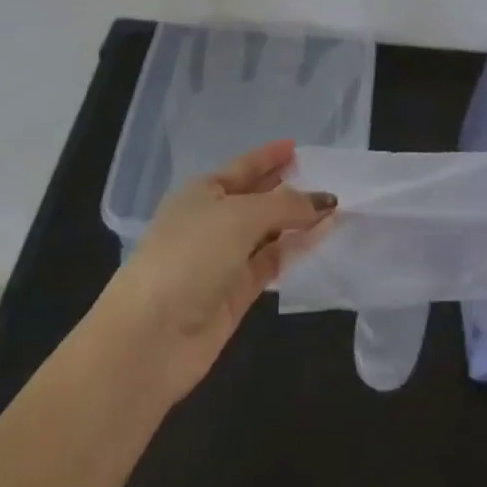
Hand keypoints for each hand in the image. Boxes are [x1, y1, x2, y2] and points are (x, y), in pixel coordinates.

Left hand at [95, 139, 335, 402]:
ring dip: (298, 219)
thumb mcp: (240, 217)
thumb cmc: (189, 256)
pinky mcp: (236, 293)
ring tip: (336, 206)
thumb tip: (326, 201)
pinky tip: (323, 236)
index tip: (297, 146)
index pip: (243, 166)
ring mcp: (224, 259)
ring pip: (269, 231)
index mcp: (202, 191)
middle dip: (288, 186)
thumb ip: (286, 205)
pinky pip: (272, 261)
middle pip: (257, 198)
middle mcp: (212, 220)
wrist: (149, 339)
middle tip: (328, 175)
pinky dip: (296, 248)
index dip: (269, 156)